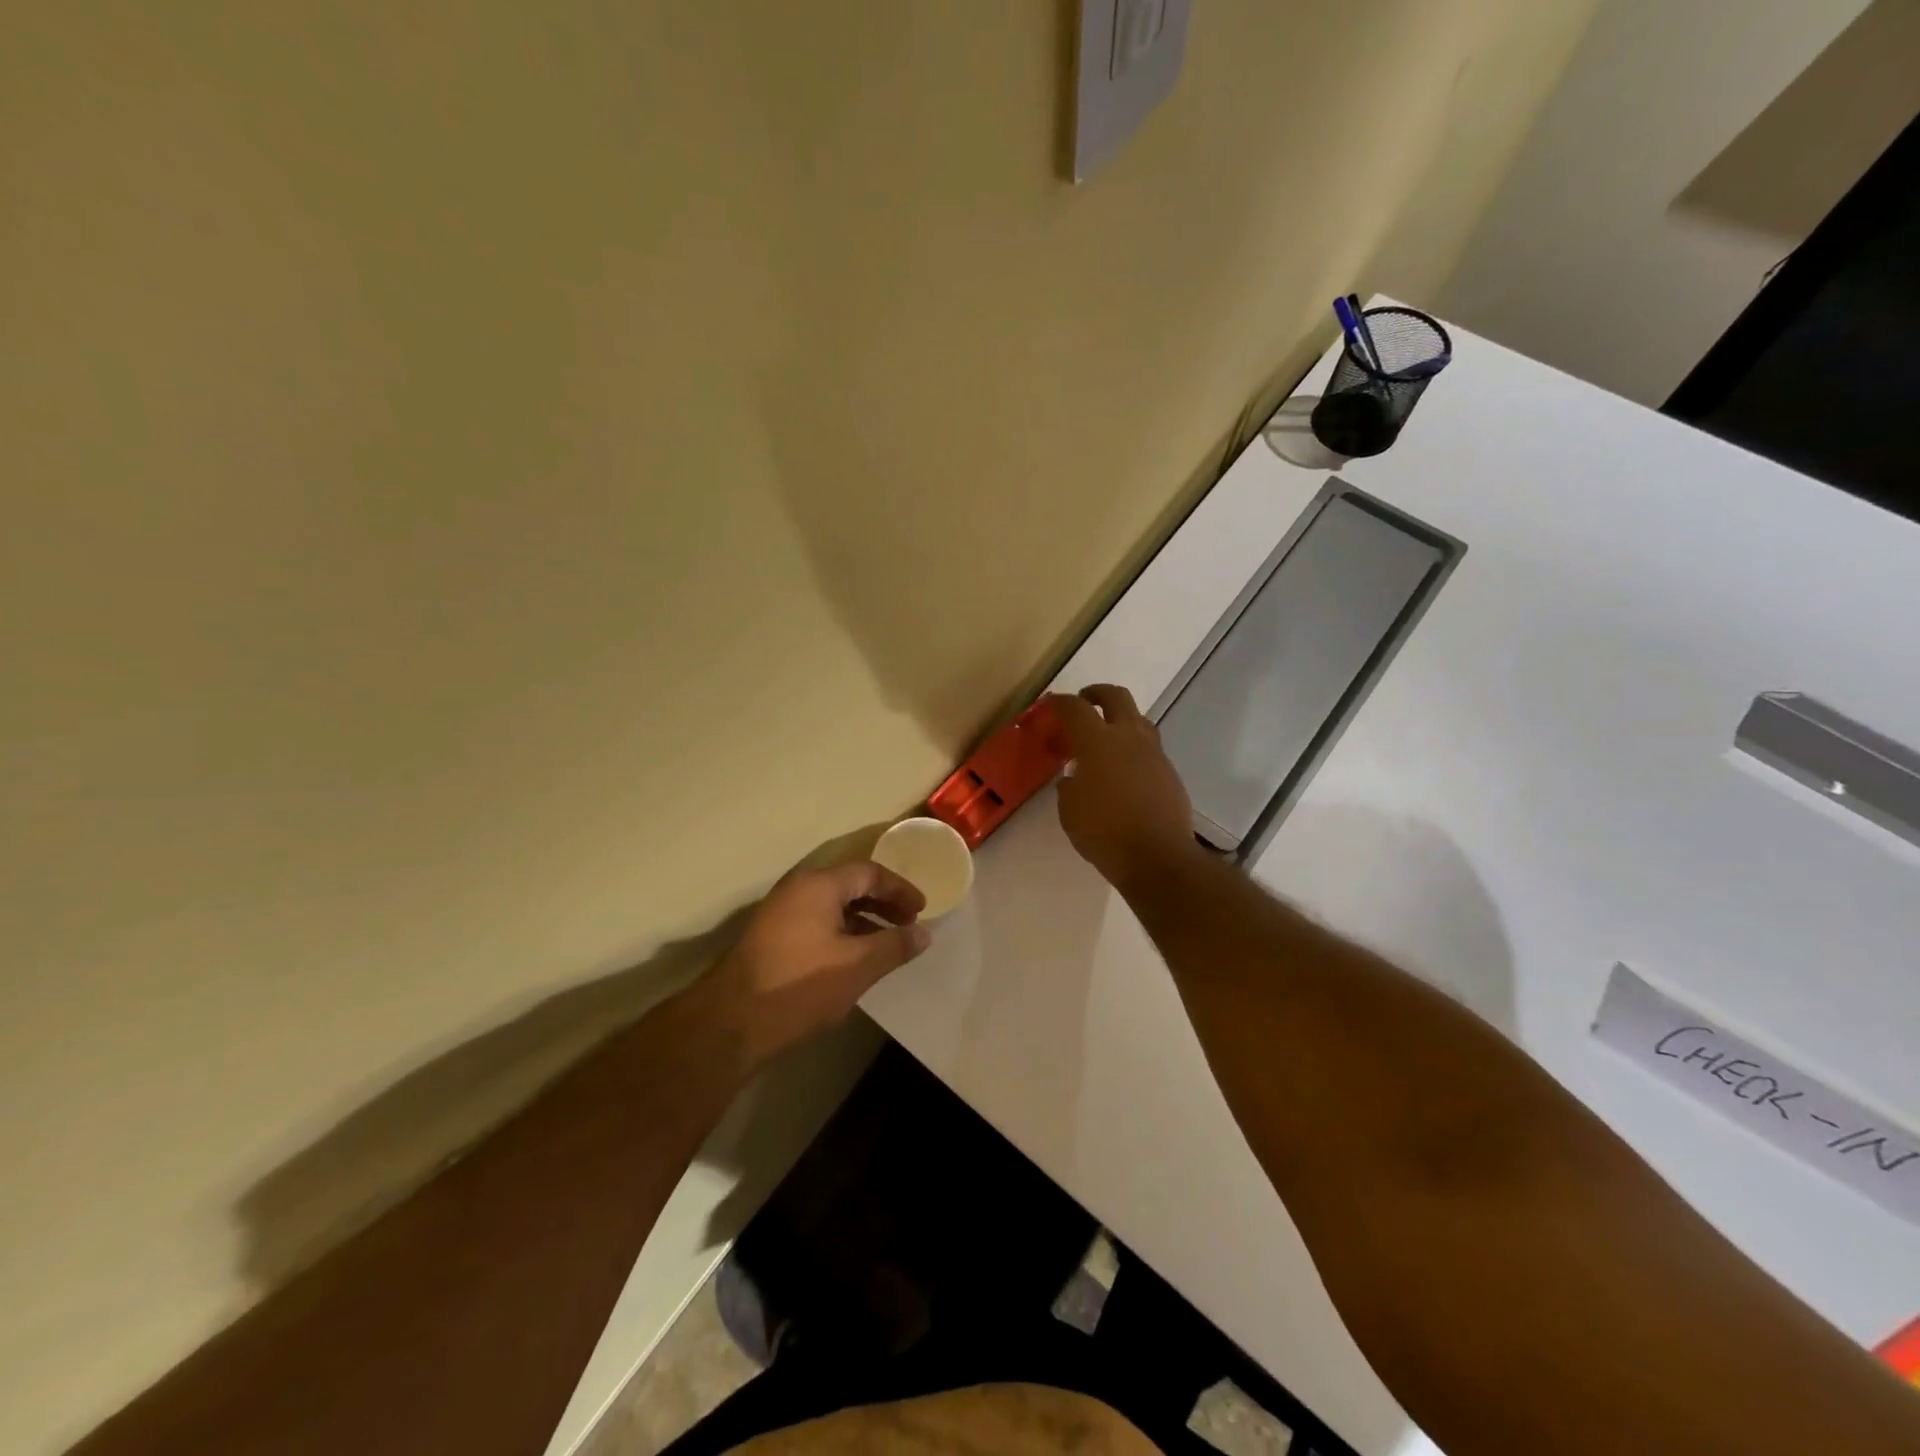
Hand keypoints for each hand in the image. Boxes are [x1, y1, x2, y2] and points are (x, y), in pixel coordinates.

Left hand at [697, 861, 929, 1067]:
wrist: (730, 1024)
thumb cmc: (800, 985)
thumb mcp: (857, 966)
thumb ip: (895, 945)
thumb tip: (924, 933)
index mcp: (818, 885)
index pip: (869, 872)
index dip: (900, 889)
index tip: (922, 911)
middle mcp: (797, 890)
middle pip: (849, 885)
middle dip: (882, 903)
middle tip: (908, 925)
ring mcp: (780, 914)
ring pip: (832, 906)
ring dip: (863, 921)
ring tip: (886, 945)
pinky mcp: (771, 939)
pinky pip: (817, 923)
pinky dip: (842, 934)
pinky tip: (853, 961)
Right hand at [1050, 686, 1200, 891]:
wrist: (1158, 857)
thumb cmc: (1103, 832)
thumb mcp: (1069, 810)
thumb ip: (1069, 785)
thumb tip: (1075, 777)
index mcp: (1098, 741)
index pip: (1075, 708)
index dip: (1060, 702)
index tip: (1050, 705)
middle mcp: (1129, 737)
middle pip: (1116, 696)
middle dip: (1097, 693)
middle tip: (1084, 701)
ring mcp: (1154, 753)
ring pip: (1138, 720)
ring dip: (1120, 720)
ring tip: (1106, 738)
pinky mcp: (1170, 772)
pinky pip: (1149, 749)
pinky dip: (1133, 749)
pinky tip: (1124, 771)